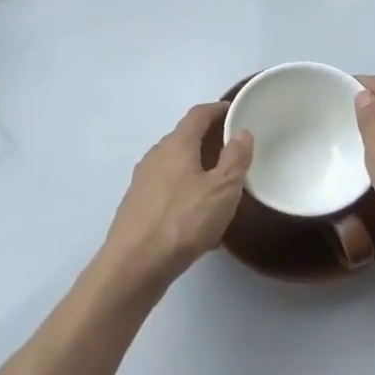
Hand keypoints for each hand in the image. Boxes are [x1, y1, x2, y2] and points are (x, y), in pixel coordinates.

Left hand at [100, 103, 253, 296]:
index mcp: (176, 144)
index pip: (198, 114)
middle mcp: (156, 155)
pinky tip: (196, 212)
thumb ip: (235, 159)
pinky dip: (184, 187)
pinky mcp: (137, 204)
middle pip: (185, 137)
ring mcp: (143, 180)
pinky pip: (167, 186)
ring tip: (219, 182)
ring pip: (175, 163)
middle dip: (209, 139)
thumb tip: (242, 132)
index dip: (218, 109)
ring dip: (196, 165)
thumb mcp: (221, 190)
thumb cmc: (182, 221)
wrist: (133, 265)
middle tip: (234, 150)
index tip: (235, 111)